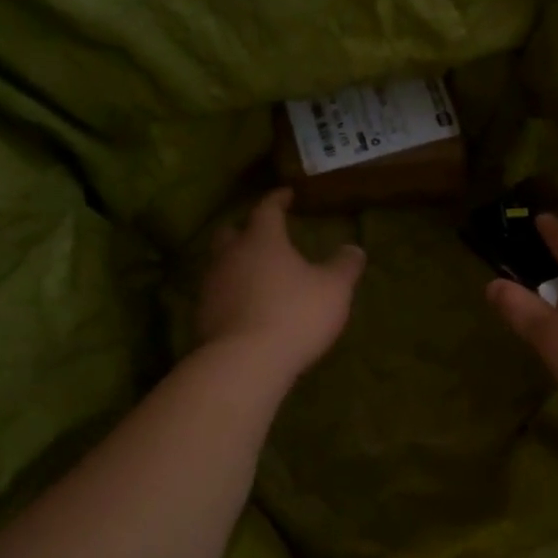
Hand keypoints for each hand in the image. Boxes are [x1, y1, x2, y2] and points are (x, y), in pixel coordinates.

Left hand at [197, 190, 365, 379]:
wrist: (244, 363)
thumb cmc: (294, 315)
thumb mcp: (334, 289)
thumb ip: (344, 266)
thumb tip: (354, 248)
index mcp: (262, 240)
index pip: (267, 209)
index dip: (277, 199)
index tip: (286, 194)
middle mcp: (230, 256)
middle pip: (231, 232)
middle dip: (246, 229)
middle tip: (264, 234)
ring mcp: (212, 286)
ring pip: (221, 264)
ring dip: (237, 263)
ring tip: (258, 273)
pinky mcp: (203, 317)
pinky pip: (218, 294)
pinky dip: (232, 293)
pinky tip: (247, 306)